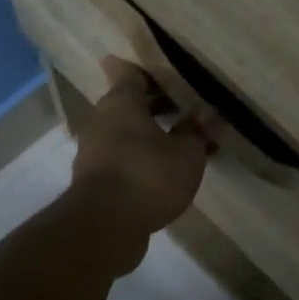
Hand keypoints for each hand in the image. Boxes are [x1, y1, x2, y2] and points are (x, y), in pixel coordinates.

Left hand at [68, 58, 217, 269]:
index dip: (151, 73)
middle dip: (154, 106)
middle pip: (127, 104)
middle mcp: (101, 120)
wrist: (104, 226)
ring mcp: (93, 151)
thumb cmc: (147, 176)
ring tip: (179, 144)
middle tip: (183, 109)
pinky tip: (162, 172)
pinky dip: (139, 159)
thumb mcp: (186, 154)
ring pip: (123, 133)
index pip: (131, 74)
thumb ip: (196, 132)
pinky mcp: (93, 180)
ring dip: (147, 135)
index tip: (169, 75)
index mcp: (120, 102)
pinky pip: (121, 158)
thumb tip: (205, 114)